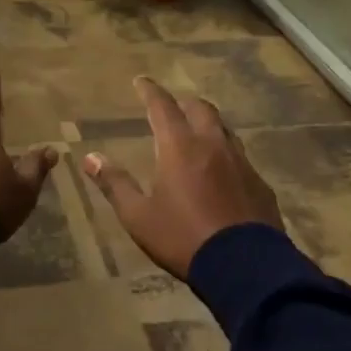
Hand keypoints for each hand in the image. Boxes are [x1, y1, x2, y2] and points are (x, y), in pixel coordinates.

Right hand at [81, 75, 283, 278]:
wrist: (247, 269)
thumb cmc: (184, 238)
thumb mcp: (139, 216)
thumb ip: (115, 184)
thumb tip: (90, 158)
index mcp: (180, 146)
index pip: (162, 106)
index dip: (150, 90)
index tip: (141, 81)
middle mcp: (212, 145)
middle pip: (200, 109)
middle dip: (183, 103)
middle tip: (171, 107)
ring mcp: (241, 163)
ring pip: (224, 130)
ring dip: (208, 125)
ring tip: (197, 134)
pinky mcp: (260, 185)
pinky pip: (241, 158)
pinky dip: (226, 155)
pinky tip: (223, 173)